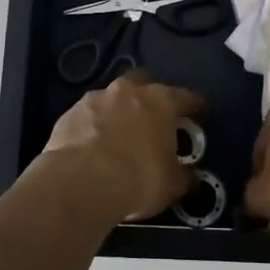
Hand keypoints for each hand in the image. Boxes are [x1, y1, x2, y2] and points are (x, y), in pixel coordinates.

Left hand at [38, 72, 204, 224]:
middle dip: (149, 99)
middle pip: (144, 84)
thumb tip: (189, 176)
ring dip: (118, 113)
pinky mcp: (70, 113)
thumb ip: (183, 175)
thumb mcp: (172, 184)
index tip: (198, 117)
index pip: (186, 97)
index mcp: (161, 101)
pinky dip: (93, 128)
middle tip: (152, 121)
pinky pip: (88, 117)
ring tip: (118, 138)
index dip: (195, 107)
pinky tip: (92, 148)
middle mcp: (128, 91)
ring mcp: (95, 98)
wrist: (80, 183)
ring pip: (112, 99)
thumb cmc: (137, 179)